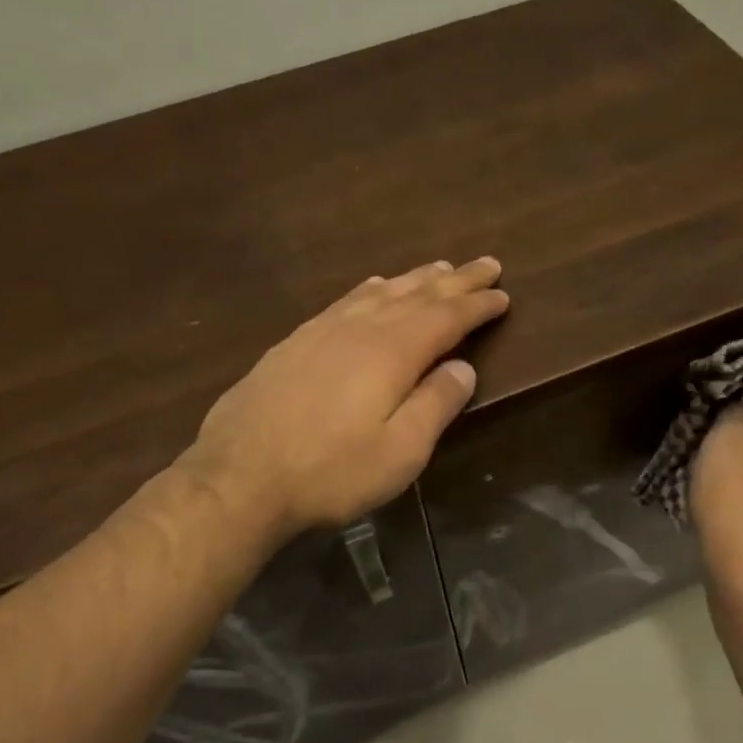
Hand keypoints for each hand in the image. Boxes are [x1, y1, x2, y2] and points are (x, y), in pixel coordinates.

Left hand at [181, 258, 509, 538]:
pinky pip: (344, 301)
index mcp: (391, 352)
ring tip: (438, 268)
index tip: (503, 294)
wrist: (239, 478)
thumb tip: (463, 366)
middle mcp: (358, 329)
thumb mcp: (400, 452)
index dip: (477, 305)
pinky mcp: (292, 345)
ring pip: (378, 293)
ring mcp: (320, 332)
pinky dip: (369, 290)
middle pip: (415, 295)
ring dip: (413, 279)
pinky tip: (371, 288)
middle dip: (454, 280)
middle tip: (485, 263)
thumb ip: (435, 405)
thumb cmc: (330, 472)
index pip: (446, 317)